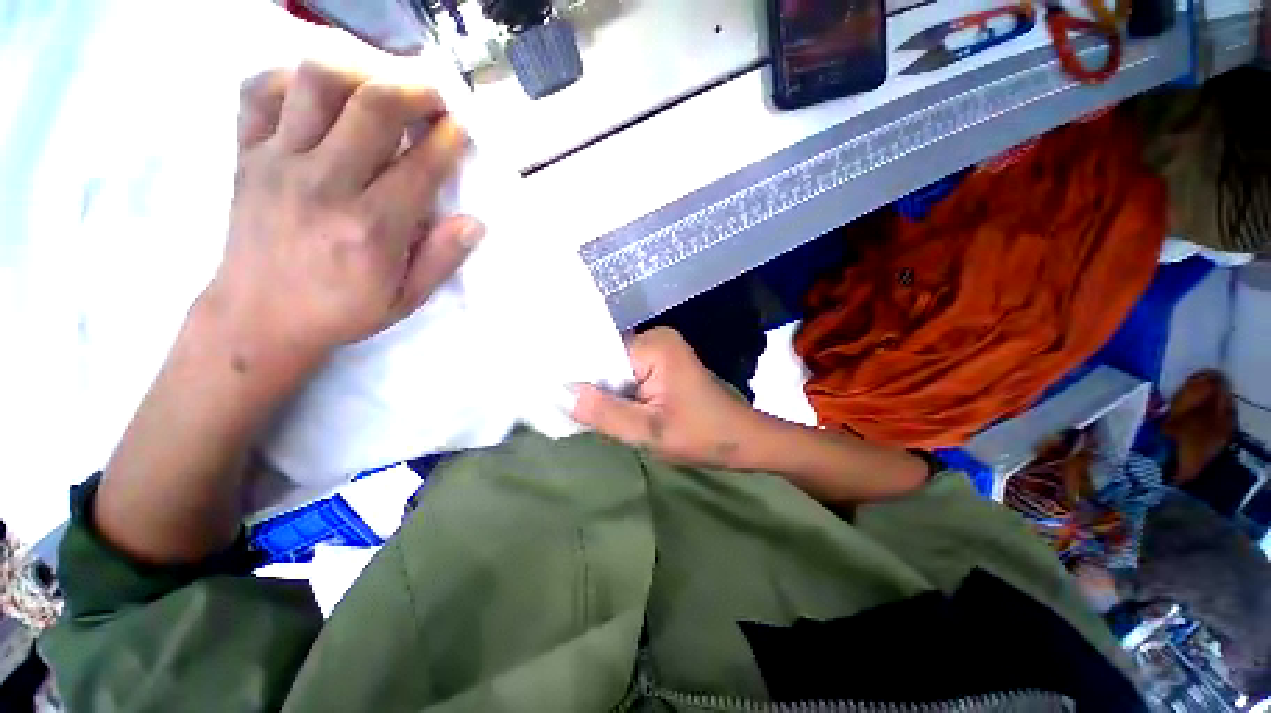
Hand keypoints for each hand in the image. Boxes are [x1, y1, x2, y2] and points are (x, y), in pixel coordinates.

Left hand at [207, 62, 483, 371]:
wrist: (258, 317)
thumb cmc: (341, 311)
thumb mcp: (406, 299)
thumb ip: (442, 259)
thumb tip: (473, 222)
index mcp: (372, 227)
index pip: (420, 164)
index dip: (448, 139)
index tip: (460, 131)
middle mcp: (325, 184)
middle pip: (373, 106)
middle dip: (415, 91)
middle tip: (433, 100)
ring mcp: (278, 162)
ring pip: (317, 82)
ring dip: (360, 72)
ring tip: (380, 88)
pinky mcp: (247, 154)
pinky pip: (261, 90)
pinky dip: (294, 79)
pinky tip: (320, 97)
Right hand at [572, 327, 761, 467]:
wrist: (742, 440)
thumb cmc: (702, 435)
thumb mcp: (649, 431)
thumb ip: (605, 413)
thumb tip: (563, 393)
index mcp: (654, 345)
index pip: (600, 354)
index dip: (581, 378)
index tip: (558, 399)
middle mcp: (655, 338)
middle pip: (607, 360)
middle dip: (594, 387)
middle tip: (577, 414)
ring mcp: (660, 349)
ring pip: (616, 370)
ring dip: (607, 392)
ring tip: (591, 414)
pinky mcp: (662, 363)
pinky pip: (629, 374)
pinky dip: (620, 393)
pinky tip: (613, 409)